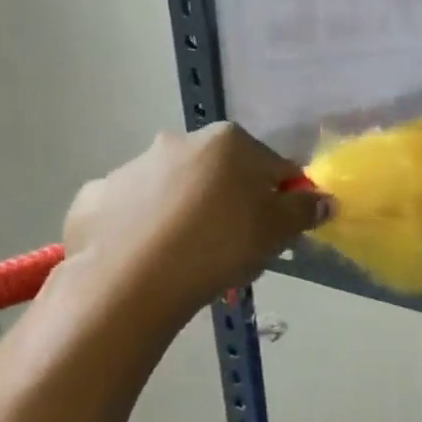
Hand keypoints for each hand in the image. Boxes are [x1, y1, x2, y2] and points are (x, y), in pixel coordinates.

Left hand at [61, 123, 327, 319]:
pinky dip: (146, 228)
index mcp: (229, 142)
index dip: (285, 201)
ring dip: (191, 214)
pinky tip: (152, 258)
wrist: (131, 280)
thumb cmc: (220, 246)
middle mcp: (180, 141)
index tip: (280, 233)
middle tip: (238, 248)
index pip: (276, 168)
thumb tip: (324, 200)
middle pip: (224, 175)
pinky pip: (135, 211)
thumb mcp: (278, 231)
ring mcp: (132, 167)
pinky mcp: (97, 196)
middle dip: (234, 204)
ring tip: (193, 259)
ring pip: (179, 191)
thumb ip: (306, 210)